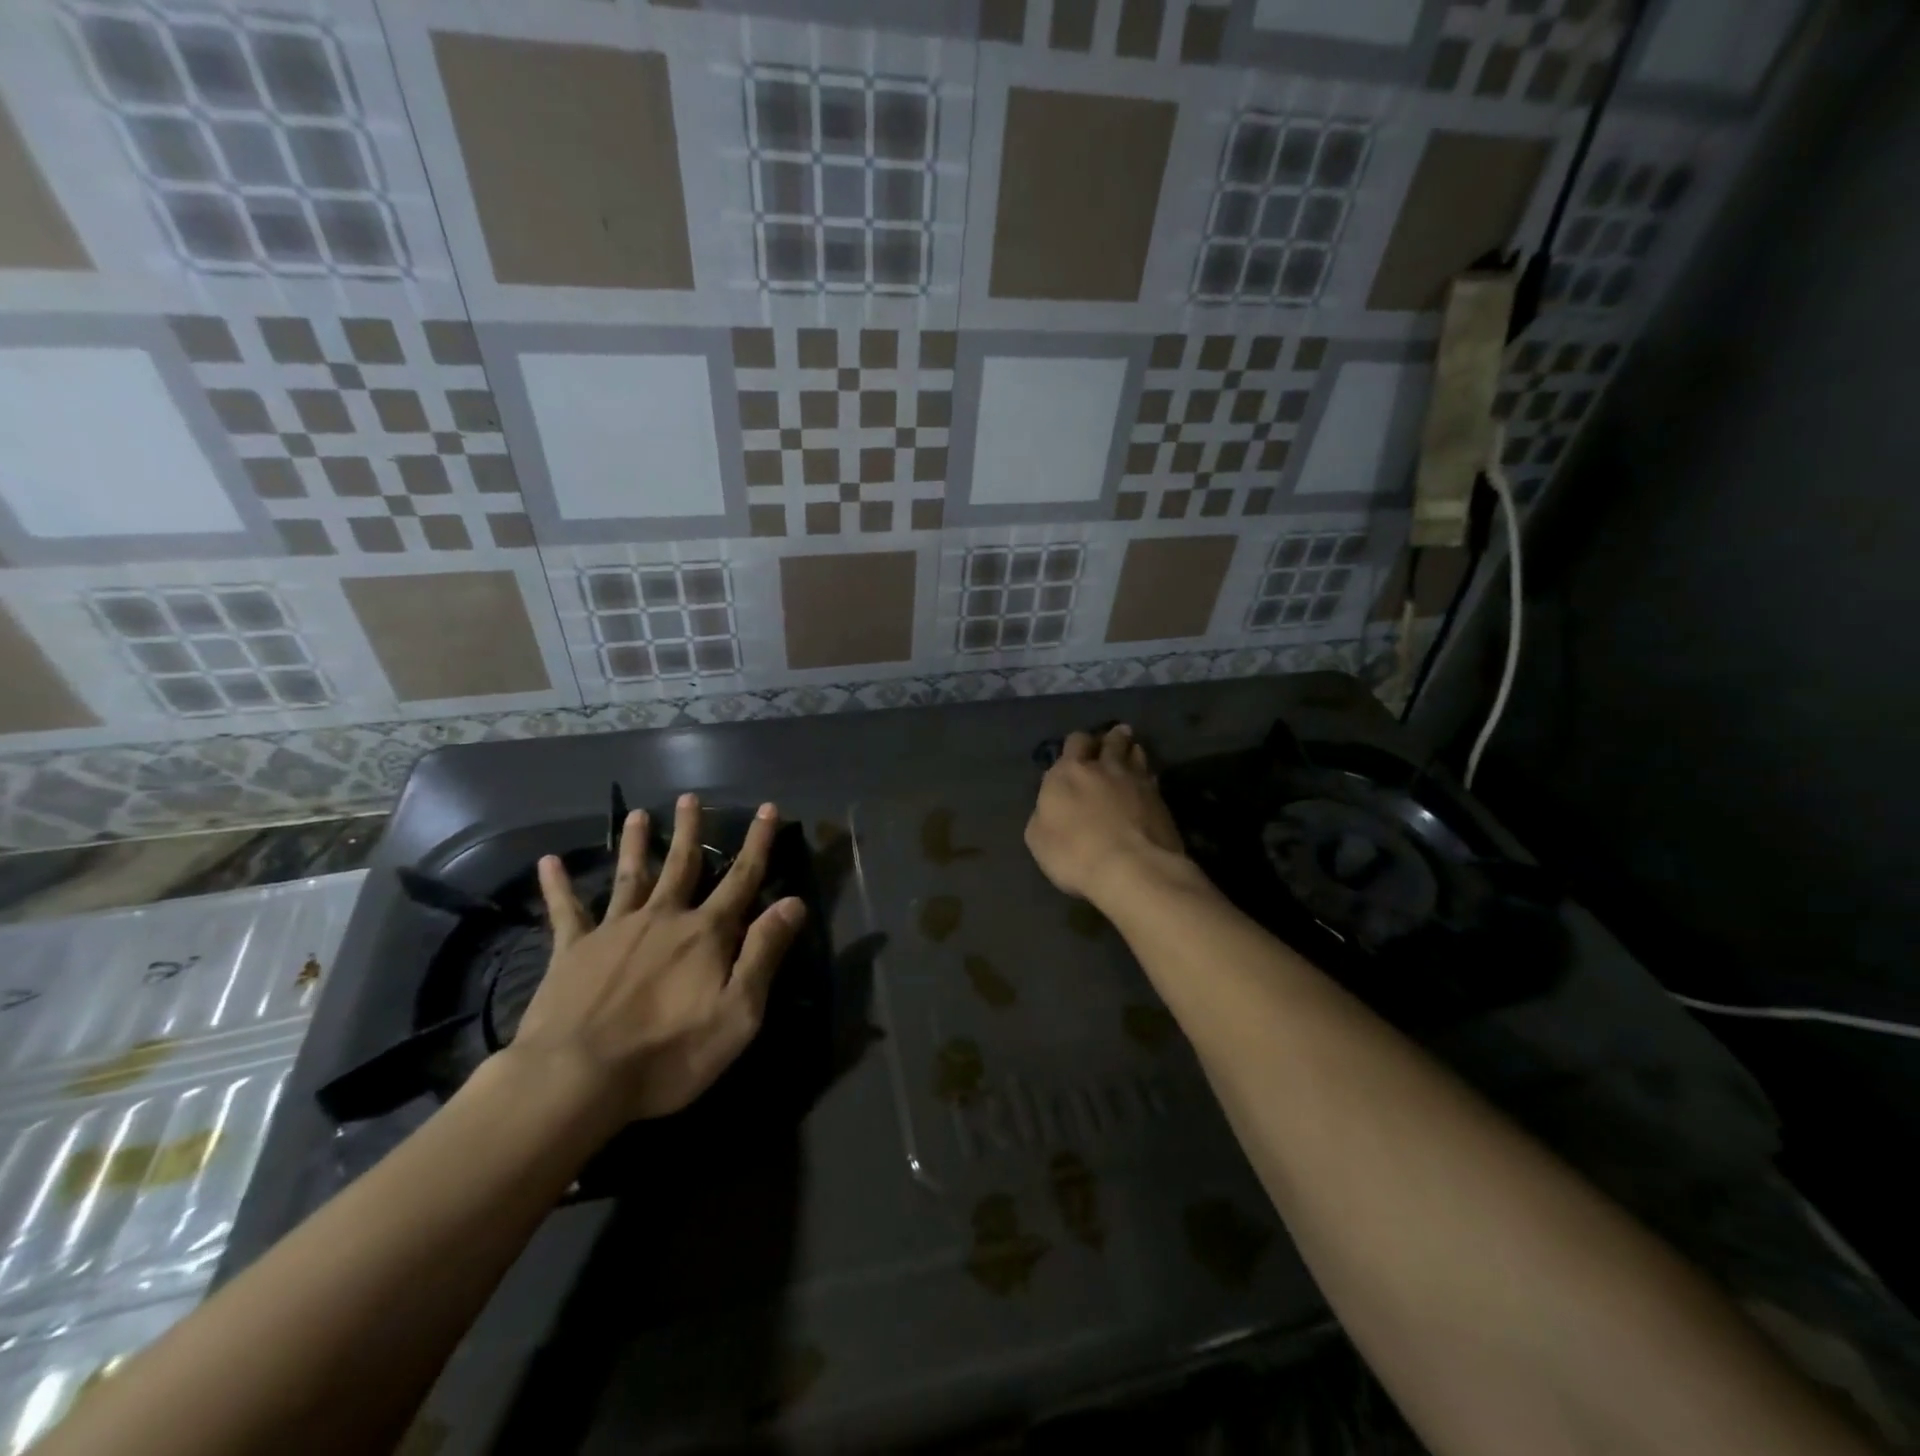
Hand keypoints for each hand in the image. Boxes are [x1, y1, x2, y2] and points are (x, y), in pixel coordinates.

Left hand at [508, 794, 806, 1127]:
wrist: (576, 1079)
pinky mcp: (571, 951)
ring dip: (637, 844)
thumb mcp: (739, 1012)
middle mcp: (662, 918)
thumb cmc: (669, 1052)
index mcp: (705, 933)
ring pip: (630, 875)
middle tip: (690, 798)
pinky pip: (565, 911)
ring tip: (639, 814)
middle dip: (690, 830)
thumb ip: (764, 953)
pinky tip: (549, 862)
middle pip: (682, 865)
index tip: (767, 808)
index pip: (742, 878)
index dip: (758, 842)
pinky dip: (558, 886)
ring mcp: (614, 930)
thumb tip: (793, 902)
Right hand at [1025, 725, 1185, 904]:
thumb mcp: (1038, 838)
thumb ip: (1044, 813)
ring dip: (1131, 751)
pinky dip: (1146, 775)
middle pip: (1110, 741)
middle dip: (1110, 738)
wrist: (1132, 869)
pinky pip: (1151, 777)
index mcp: (1069, 772)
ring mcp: (1136, 781)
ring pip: (1135, 754)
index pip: (1075, 742)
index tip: (1079, 748)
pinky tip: (1147, 781)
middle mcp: (1103, 768)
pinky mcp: (1160, 799)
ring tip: (1132, 751)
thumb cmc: (1074, 853)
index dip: (1077, 743)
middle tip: (1112, 738)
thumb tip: (1051, 804)